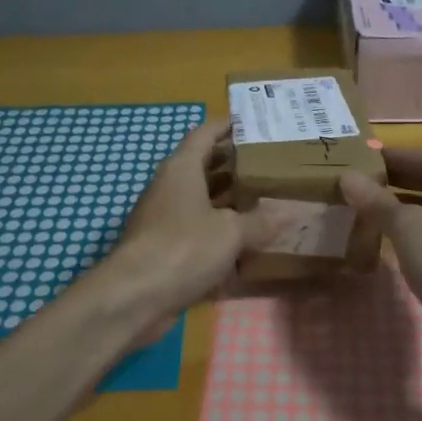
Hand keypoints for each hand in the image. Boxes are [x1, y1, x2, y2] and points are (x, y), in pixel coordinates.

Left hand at [105, 119, 280, 318]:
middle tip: (268, 164)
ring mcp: (164, 218)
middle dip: (233, 164)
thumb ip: (260, 221)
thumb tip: (287, 214)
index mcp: (182, 169)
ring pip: (200, 200)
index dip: (227, 126)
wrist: (134, 297)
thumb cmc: (183, 248)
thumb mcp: (231, 232)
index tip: (253, 123)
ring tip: (263, 199)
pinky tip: (244, 242)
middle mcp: (170, 187)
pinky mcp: (163, 247)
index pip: (204, 134)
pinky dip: (218, 231)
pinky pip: (196, 230)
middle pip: (203, 166)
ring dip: (227, 200)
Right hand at [339, 148, 421, 355]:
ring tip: (370, 209)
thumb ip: (376, 200)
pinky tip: (390, 242)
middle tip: (362, 182)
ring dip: (406, 210)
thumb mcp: (406, 224)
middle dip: (399, 183)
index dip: (396, 157)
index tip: (365, 157)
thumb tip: (347, 177)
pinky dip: (415, 235)